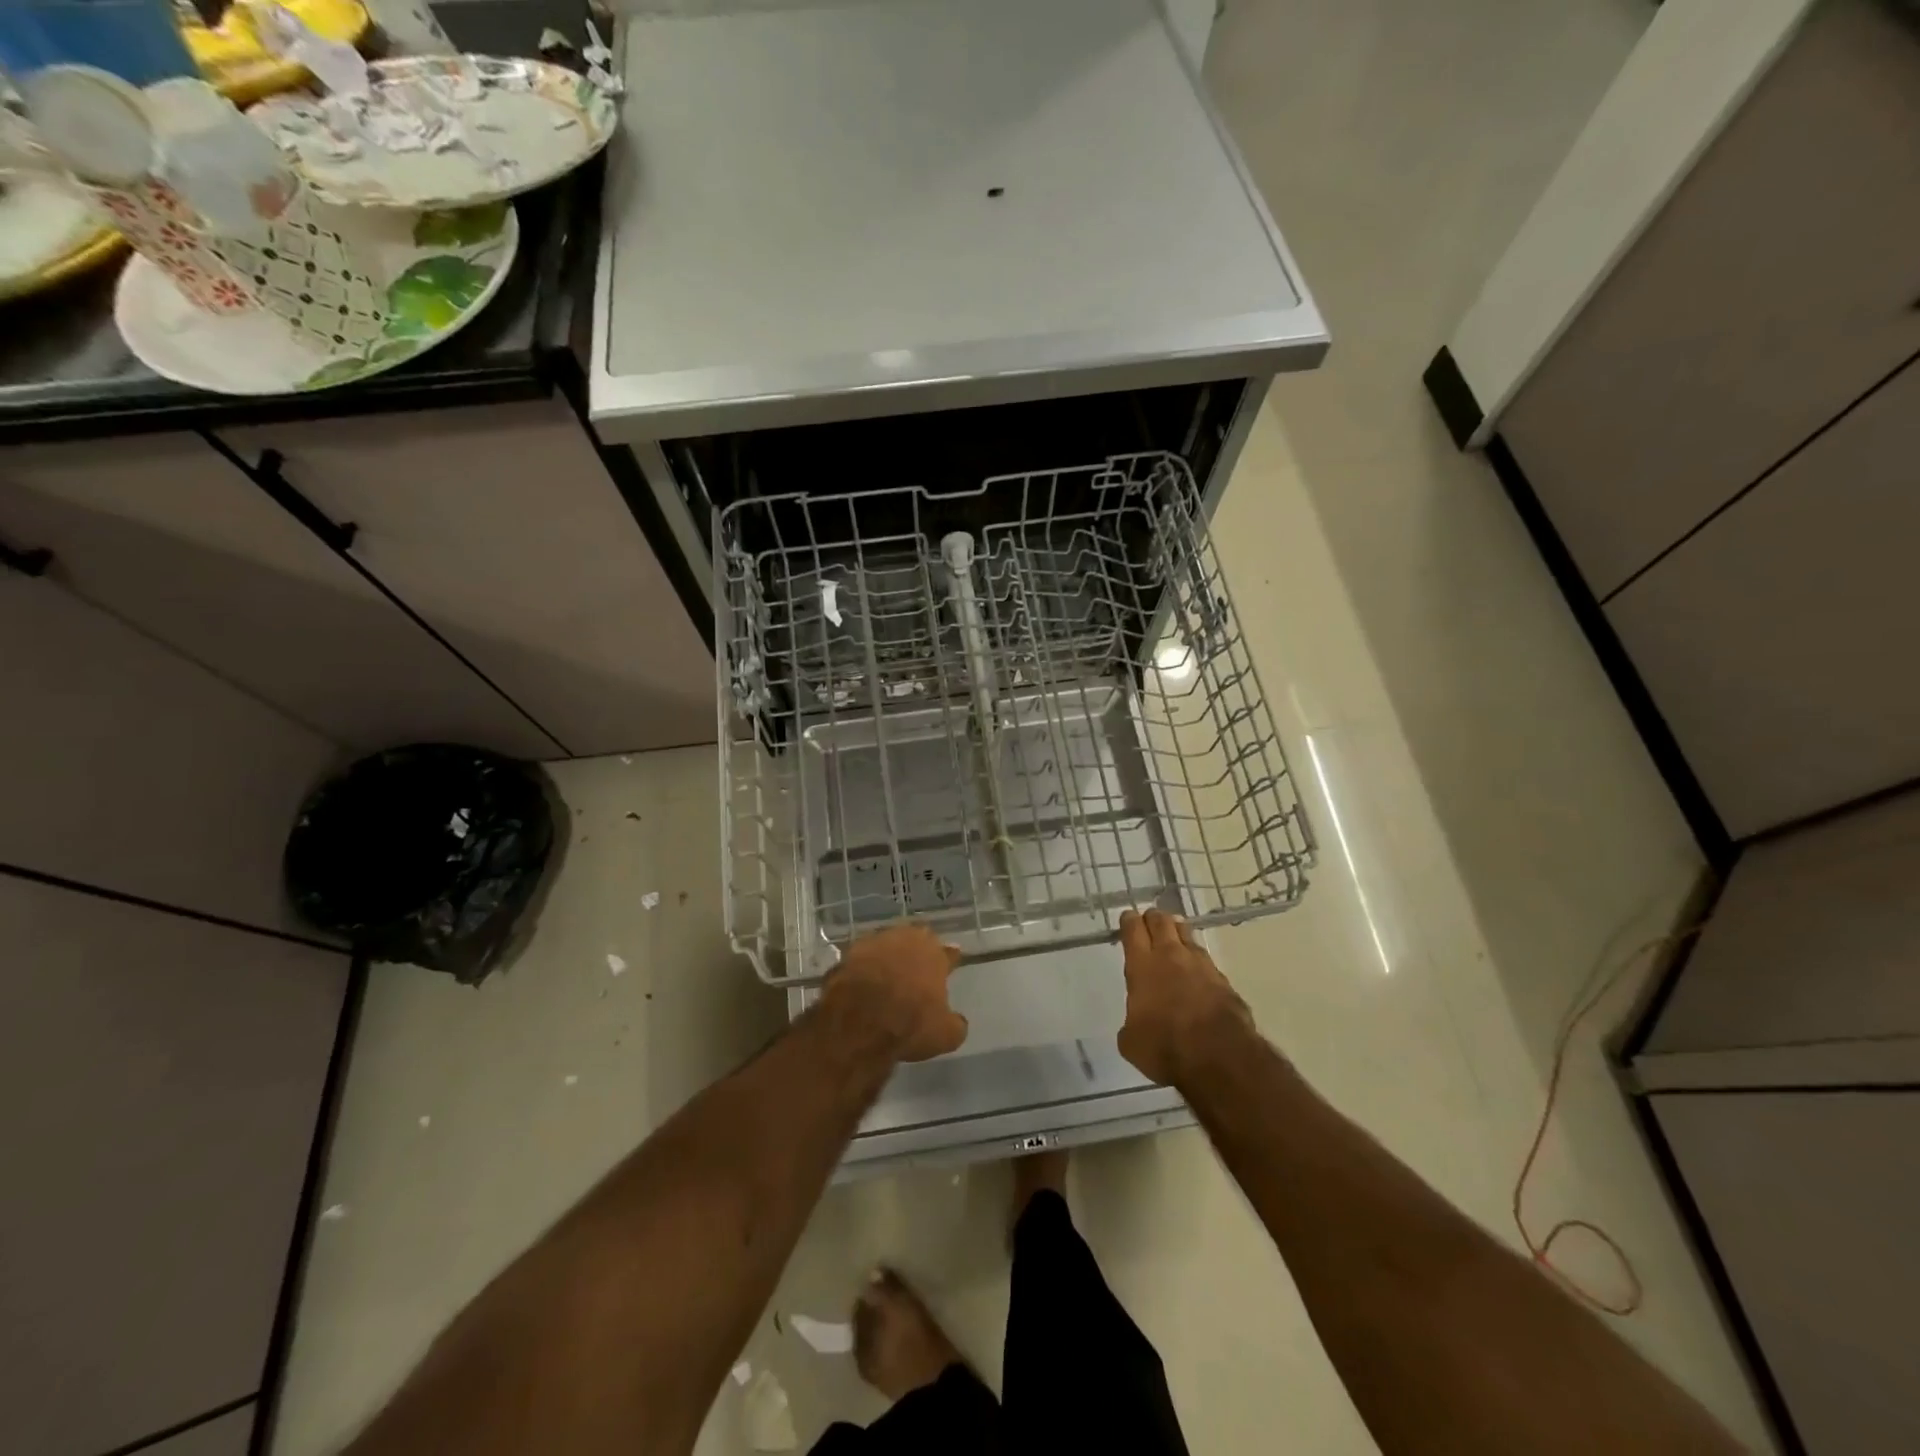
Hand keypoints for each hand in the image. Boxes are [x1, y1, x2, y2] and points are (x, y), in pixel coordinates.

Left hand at [822, 923, 967, 1061]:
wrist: (857, 1023)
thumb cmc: (909, 1025)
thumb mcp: (945, 1036)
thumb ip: (955, 1024)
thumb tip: (957, 1021)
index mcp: (934, 954)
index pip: (948, 953)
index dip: (950, 959)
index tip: (952, 961)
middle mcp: (906, 939)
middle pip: (916, 941)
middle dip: (917, 952)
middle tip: (917, 969)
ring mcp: (874, 943)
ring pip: (887, 945)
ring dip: (888, 957)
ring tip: (887, 975)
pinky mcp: (847, 954)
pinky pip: (861, 959)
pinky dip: (864, 968)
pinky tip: (862, 983)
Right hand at [1117, 908, 1253, 1085]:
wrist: (1220, 1057)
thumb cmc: (1166, 1047)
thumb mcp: (1132, 1042)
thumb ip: (1131, 1023)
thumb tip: (1138, 1023)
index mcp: (1142, 965)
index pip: (1133, 929)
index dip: (1128, 921)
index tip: (1127, 918)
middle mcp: (1171, 956)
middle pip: (1161, 921)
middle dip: (1153, 918)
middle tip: (1149, 921)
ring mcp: (1201, 965)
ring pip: (1187, 934)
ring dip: (1177, 931)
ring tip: (1174, 934)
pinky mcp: (1223, 980)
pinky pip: (1206, 960)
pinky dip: (1197, 960)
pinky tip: (1196, 971)